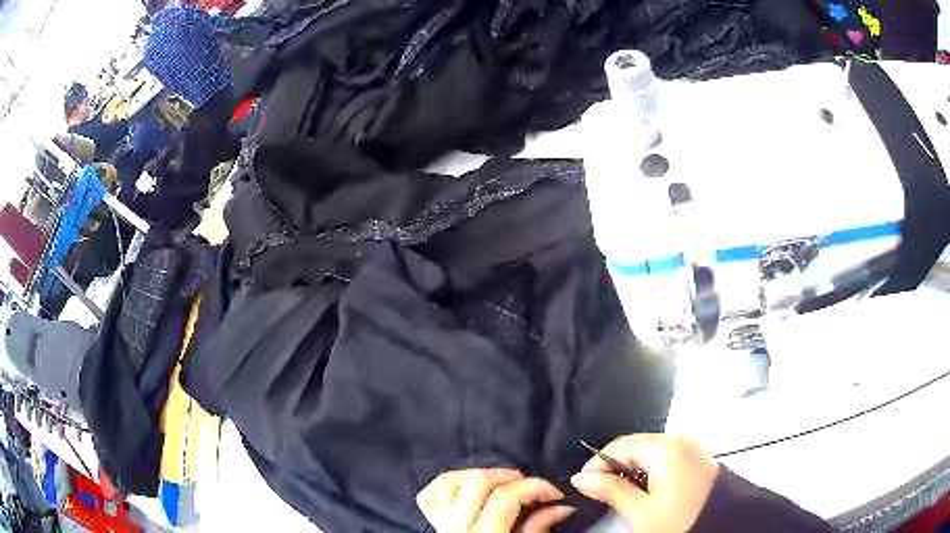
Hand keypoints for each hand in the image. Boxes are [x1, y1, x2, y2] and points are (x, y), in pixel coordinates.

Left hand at [417, 468, 574, 532]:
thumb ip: (538, 528)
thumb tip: (561, 506)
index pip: (504, 498)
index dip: (534, 486)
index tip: (554, 493)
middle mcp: (458, 529)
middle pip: (477, 485)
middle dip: (509, 477)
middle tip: (529, 485)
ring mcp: (441, 525)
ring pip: (450, 483)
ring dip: (478, 475)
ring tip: (502, 482)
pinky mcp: (433, 523)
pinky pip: (430, 494)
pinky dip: (449, 483)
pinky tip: (470, 485)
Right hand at [570, 435, 718, 532]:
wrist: (723, 525)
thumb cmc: (683, 520)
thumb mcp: (640, 511)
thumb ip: (609, 490)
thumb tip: (584, 479)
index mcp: (666, 449)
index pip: (618, 446)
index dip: (596, 465)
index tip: (584, 484)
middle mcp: (681, 440)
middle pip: (635, 445)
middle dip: (614, 466)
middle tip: (601, 491)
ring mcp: (692, 446)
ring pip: (649, 450)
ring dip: (632, 468)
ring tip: (625, 493)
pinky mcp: (698, 455)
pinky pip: (666, 455)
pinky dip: (652, 468)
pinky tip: (648, 489)